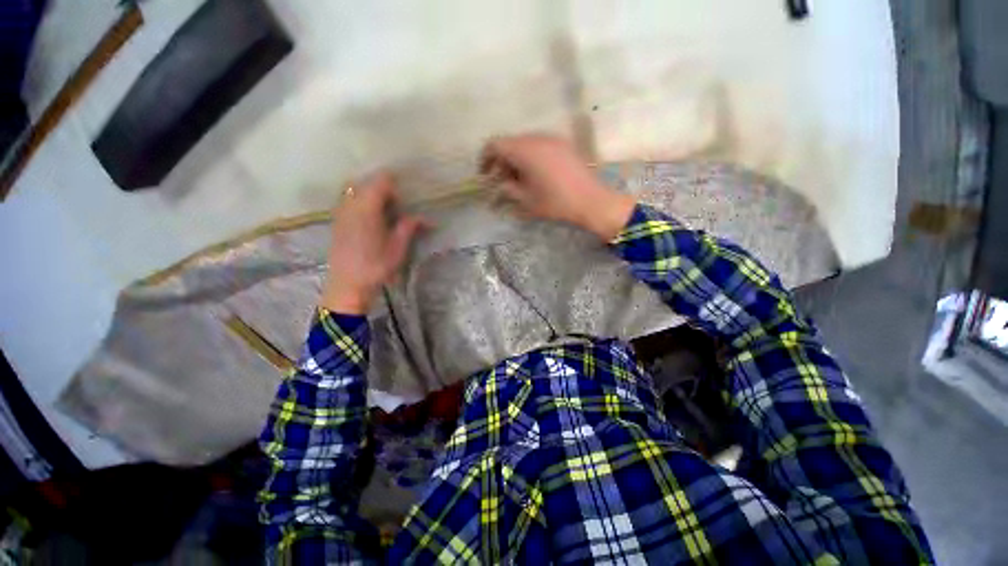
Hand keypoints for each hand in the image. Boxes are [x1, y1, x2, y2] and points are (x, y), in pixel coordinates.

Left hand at [320, 172, 426, 314]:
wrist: (348, 285)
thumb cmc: (376, 266)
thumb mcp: (398, 247)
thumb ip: (409, 226)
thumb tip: (425, 218)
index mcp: (368, 207)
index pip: (382, 181)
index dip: (395, 187)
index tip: (404, 202)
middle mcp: (351, 204)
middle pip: (368, 183)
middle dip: (384, 191)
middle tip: (397, 209)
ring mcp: (340, 212)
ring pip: (356, 191)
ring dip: (371, 197)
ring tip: (385, 214)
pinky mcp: (337, 221)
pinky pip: (349, 202)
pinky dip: (361, 204)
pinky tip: (371, 221)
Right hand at [480, 134, 635, 240]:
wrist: (591, 201)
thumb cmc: (555, 202)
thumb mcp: (526, 200)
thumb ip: (508, 189)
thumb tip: (500, 184)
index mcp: (525, 150)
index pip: (495, 144)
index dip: (485, 158)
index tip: (484, 174)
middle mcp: (537, 138)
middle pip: (510, 143)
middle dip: (501, 161)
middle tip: (501, 181)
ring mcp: (553, 139)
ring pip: (526, 144)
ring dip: (517, 159)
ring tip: (519, 180)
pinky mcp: (564, 145)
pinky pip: (540, 145)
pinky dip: (531, 157)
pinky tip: (536, 174)